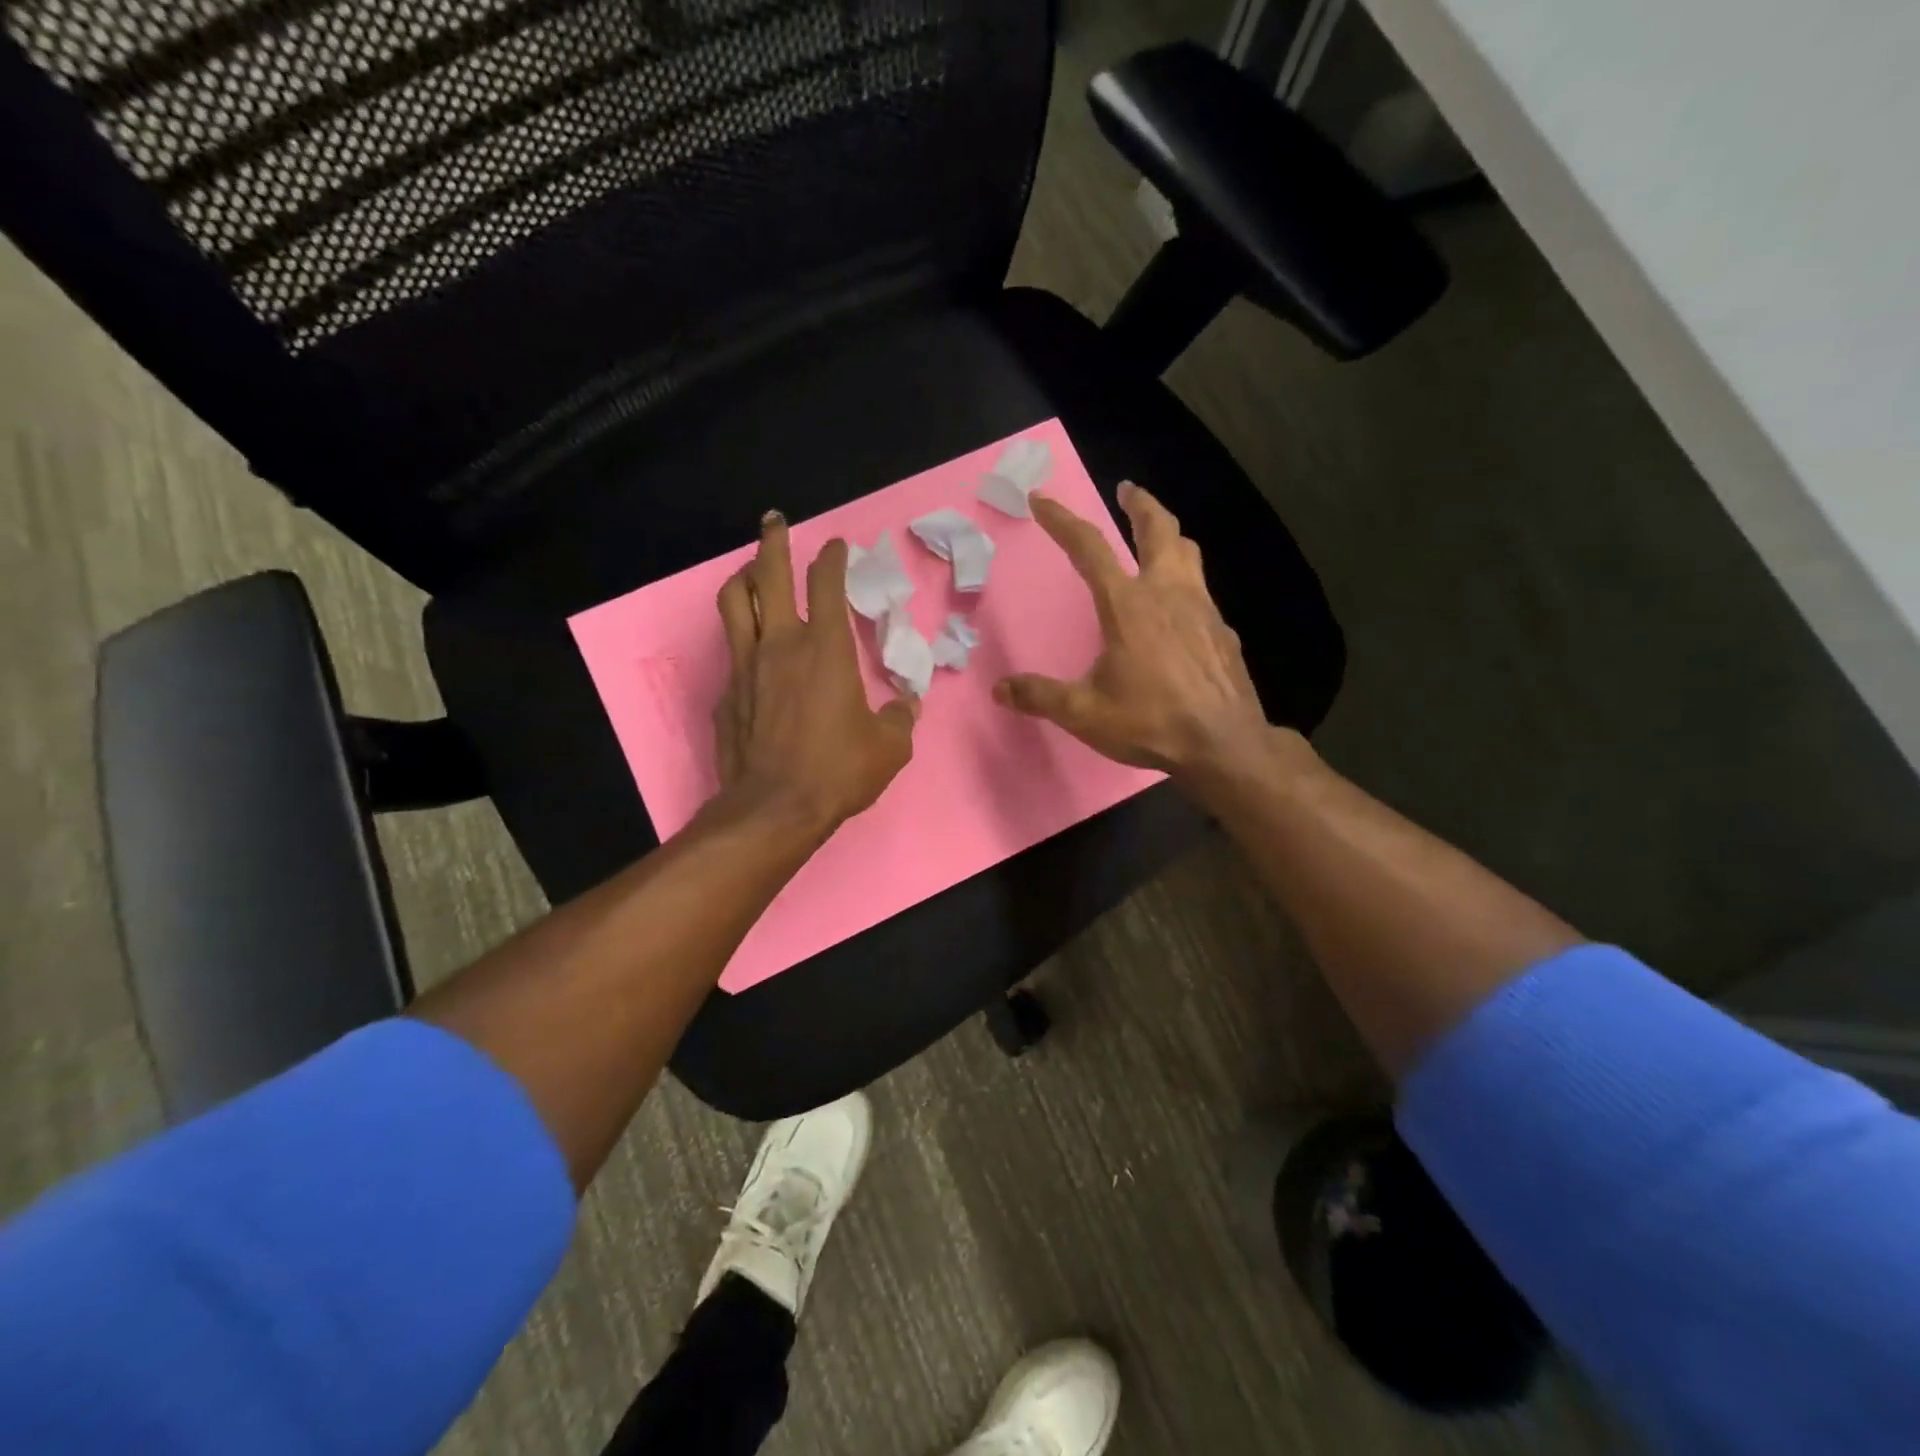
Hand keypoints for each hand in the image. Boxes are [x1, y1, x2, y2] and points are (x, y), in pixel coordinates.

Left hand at [713, 512, 917, 835]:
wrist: (774, 808)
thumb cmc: (837, 771)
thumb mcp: (888, 747)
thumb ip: (899, 718)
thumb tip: (906, 705)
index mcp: (826, 649)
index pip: (826, 584)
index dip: (832, 558)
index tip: (837, 546)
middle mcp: (781, 644)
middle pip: (768, 574)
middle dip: (773, 541)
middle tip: (775, 521)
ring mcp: (746, 666)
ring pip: (734, 602)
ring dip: (744, 577)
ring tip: (752, 570)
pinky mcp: (727, 693)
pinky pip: (732, 650)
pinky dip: (743, 636)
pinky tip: (753, 651)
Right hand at [994, 483, 1271, 776]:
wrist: (1224, 744)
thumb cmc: (1150, 721)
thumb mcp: (1084, 713)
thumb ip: (1040, 696)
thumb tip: (999, 689)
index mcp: (1127, 605)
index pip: (1089, 547)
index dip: (1062, 520)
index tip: (1042, 499)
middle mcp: (1167, 593)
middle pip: (1158, 529)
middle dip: (1140, 504)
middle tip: (1127, 490)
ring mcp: (1202, 608)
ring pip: (1188, 553)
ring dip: (1168, 535)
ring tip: (1156, 537)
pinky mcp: (1222, 631)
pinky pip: (1202, 591)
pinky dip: (1185, 582)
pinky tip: (1179, 609)